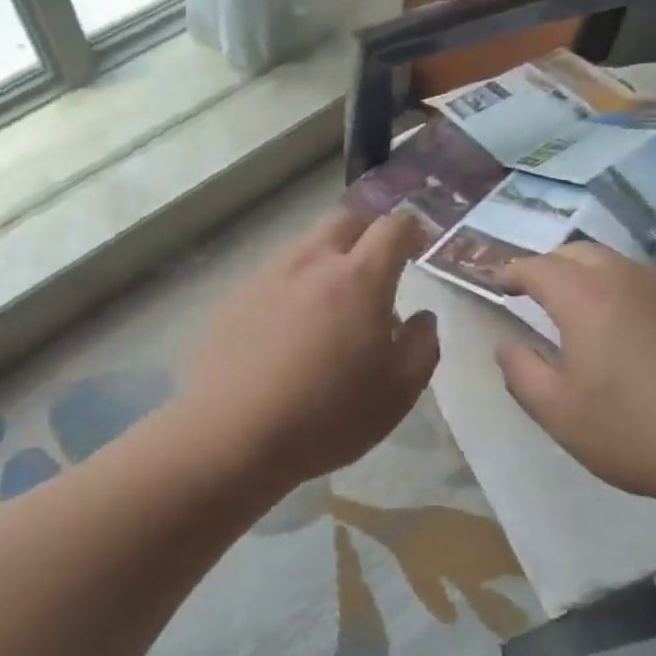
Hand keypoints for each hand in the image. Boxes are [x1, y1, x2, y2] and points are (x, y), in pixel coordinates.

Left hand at [181, 209, 438, 490]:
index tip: (419, 245)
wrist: (233, 435)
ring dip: (329, 255)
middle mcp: (312, 262)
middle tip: (379, 261)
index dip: (412, 229)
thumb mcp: (398, 392)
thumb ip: (422, 345)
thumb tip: (422, 318)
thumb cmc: (328, 414)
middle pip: (346, 220)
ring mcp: (268, 275)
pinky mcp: (236, 297)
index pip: (392, 227)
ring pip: (307, 244)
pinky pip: (276, 273)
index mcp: (359, 277)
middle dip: (369, 230)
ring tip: (334, 295)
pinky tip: (291, 322)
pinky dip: (296, 281)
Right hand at [495, 241, 655, 510]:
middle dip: (550, 266)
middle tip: (535, 293)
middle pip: (578, 253)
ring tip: (580, 311)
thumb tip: (507, 345)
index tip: (497, 283)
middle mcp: (627, 279)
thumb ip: (522, 373)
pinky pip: (649, 287)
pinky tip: (632, 333)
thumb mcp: (560, 413)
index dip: (512, 272)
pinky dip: (624, 295)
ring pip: (617, 266)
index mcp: (586, 298)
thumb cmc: (637, 430)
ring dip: (589, 277)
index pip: (538, 267)